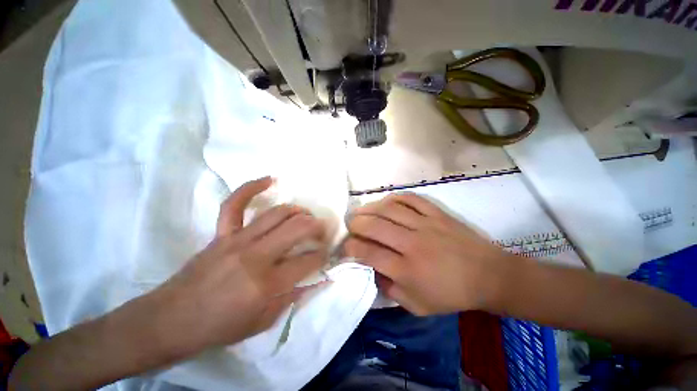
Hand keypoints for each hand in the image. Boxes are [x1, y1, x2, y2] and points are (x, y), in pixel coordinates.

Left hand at [150, 177, 327, 356]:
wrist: (172, 320)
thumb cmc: (219, 326)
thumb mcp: (263, 321)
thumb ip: (293, 297)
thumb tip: (318, 278)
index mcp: (266, 283)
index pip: (307, 261)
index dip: (322, 255)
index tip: (326, 253)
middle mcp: (255, 256)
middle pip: (297, 228)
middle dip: (316, 227)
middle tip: (321, 231)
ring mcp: (237, 240)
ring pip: (277, 213)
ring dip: (298, 211)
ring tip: (306, 215)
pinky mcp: (222, 233)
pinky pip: (235, 203)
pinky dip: (252, 187)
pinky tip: (269, 180)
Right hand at [345, 193, 515, 315]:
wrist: (489, 276)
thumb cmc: (452, 294)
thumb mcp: (417, 306)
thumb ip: (390, 290)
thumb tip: (371, 271)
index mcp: (407, 270)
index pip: (369, 253)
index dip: (352, 247)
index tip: (346, 246)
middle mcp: (412, 244)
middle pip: (375, 226)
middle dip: (356, 223)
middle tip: (350, 224)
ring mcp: (425, 224)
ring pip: (389, 209)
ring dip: (370, 208)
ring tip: (361, 210)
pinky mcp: (437, 213)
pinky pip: (411, 198)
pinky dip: (394, 197)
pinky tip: (386, 201)